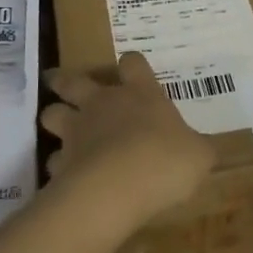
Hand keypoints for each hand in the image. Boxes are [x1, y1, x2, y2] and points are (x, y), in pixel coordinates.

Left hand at [41, 53, 213, 228]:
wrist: (117, 188)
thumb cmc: (165, 161)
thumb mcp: (198, 156)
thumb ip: (196, 148)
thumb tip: (200, 149)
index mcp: (141, 95)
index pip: (133, 64)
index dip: (133, 65)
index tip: (132, 68)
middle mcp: (104, 104)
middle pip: (74, 81)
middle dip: (65, 80)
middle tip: (58, 81)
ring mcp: (77, 131)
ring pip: (52, 114)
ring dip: (53, 117)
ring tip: (56, 126)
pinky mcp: (60, 162)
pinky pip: (53, 160)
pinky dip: (57, 165)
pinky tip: (64, 175)